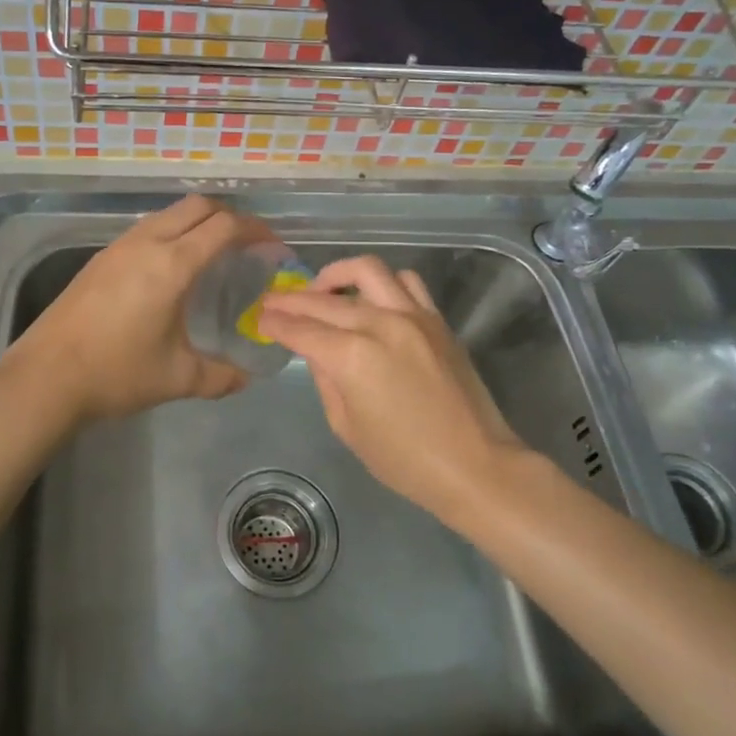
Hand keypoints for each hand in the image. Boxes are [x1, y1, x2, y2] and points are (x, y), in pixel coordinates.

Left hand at [4, 194, 262, 423]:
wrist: (46, 377)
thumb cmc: (116, 373)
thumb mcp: (177, 378)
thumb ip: (221, 376)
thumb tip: (246, 378)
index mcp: (172, 264)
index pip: (225, 226)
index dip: (256, 230)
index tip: (274, 247)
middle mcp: (147, 243)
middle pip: (198, 206)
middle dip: (230, 217)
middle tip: (248, 245)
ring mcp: (119, 246)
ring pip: (169, 213)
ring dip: (198, 222)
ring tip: (214, 254)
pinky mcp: (101, 258)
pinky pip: (147, 228)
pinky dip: (172, 233)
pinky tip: (172, 269)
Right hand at [257, 256, 525, 517]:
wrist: (475, 465)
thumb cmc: (404, 460)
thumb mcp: (347, 427)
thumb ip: (325, 380)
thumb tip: (316, 352)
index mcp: (351, 358)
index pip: (301, 330)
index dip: (275, 322)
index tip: (261, 317)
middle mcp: (379, 324)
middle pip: (325, 300)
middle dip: (292, 299)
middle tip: (274, 301)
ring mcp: (412, 316)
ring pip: (367, 270)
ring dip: (337, 275)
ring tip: (323, 289)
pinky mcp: (436, 319)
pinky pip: (406, 282)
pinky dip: (382, 282)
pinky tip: (371, 298)